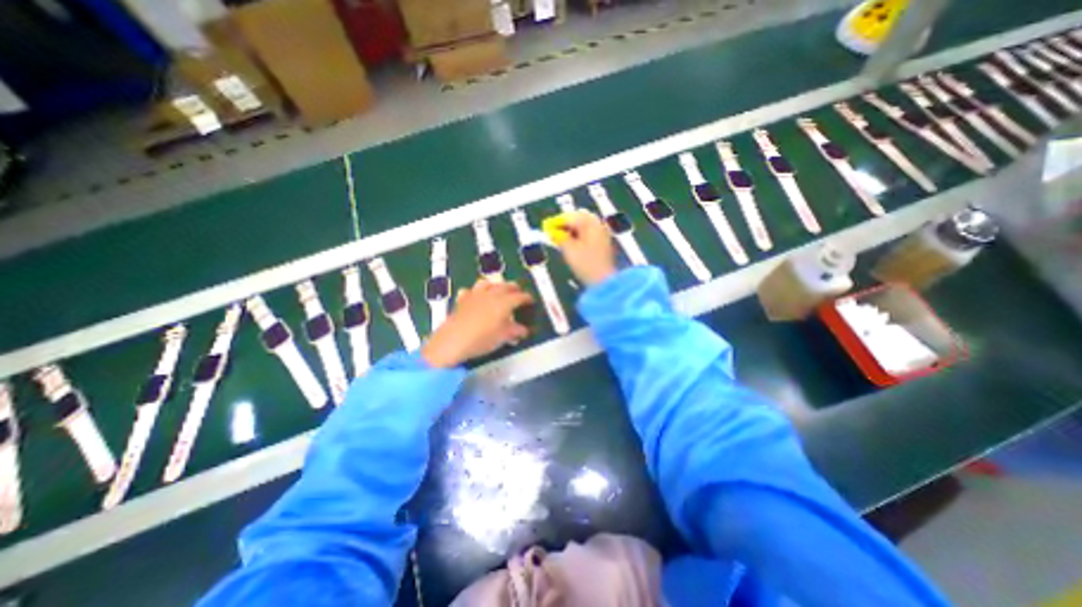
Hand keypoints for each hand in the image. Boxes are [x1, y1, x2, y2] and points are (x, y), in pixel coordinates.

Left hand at [420, 278, 532, 367]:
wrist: (454, 340)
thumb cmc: (483, 338)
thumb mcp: (503, 337)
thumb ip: (516, 331)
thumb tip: (524, 330)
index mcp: (504, 302)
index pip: (520, 296)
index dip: (528, 298)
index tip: (532, 301)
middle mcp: (491, 294)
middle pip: (506, 286)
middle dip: (514, 288)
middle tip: (519, 294)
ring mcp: (475, 295)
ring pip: (488, 283)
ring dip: (496, 286)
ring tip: (498, 291)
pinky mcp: (462, 299)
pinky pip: (470, 291)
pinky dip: (476, 292)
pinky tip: (476, 298)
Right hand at [558, 212, 615, 287]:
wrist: (604, 281)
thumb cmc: (586, 265)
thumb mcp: (569, 250)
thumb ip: (559, 237)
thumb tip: (552, 232)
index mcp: (590, 224)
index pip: (570, 217)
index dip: (556, 222)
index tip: (546, 227)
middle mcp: (598, 225)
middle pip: (579, 218)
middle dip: (565, 224)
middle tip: (553, 232)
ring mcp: (603, 234)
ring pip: (585, 226)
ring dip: (572, 230)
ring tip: (561, 240)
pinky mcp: (604, 244)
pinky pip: (589, 234)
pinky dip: (579, 236)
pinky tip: (572, 244)